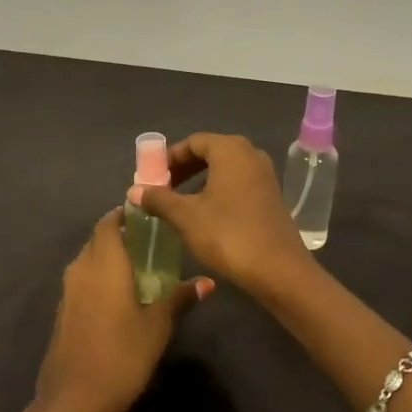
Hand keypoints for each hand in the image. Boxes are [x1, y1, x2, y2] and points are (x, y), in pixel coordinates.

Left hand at [25, 208, 209, 411]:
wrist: (73, 402)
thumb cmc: (121, 356)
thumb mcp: (157, 327)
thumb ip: (179, 298)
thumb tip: (207, 282)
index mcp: (104, 263)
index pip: (109, 222)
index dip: (126, 215)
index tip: (149, 216)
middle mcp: (81, 269)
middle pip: (98, 239)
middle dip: (121, 235)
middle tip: (151, 242)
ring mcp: (68, 291)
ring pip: (89, 260)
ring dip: (110, 257)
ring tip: (140, 267)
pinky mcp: (63, 312)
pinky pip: (83, 281)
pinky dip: (100, 278)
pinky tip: (119, 296)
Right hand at [131, 133, 316, 302]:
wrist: (278, 269)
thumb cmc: (228, 234)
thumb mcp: (186, 216)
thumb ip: (159, 199)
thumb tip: (134, 190)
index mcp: (230, 149)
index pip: (193, 141)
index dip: (169, 158)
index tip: (151, 177)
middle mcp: (251, 155)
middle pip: (210, 153)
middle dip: (183, 170)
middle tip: (162, 190)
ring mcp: (264, 176)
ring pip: (224, 170)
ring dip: (200, 183)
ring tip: (179, 205)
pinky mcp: (271, 197)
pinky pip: (238, 184)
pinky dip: (218, 192)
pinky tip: (205, 216)